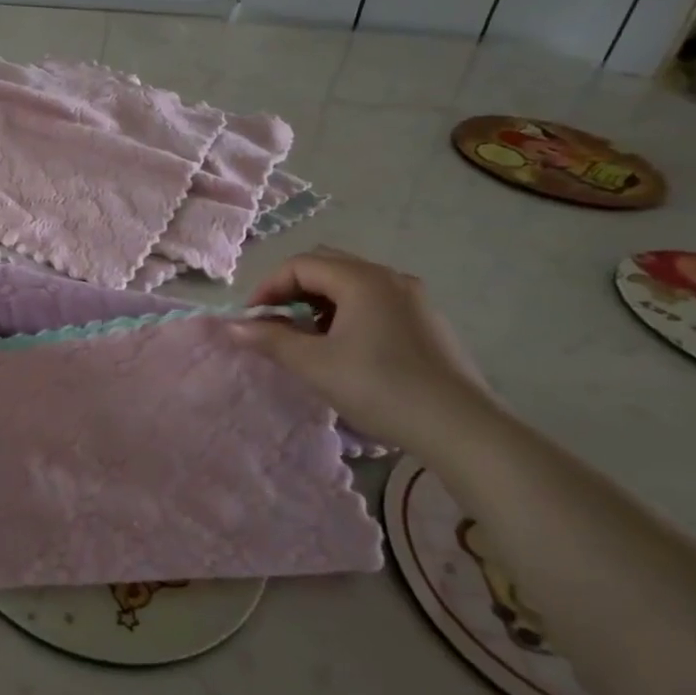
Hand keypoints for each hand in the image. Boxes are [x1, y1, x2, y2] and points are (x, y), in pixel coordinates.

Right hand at [232, 247, 499, 451]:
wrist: (462, 429)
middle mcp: (389, 277)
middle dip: (292, 291)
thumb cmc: (381, 388)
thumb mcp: (315, 365)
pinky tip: (345, 349)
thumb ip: (270, 340)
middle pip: (326, 267)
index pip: (300, 265)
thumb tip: (233, 327)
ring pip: (351, 285)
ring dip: (319, 303)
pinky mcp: (426, 322)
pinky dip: (347, 314)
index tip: (253, 320)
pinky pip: (374, 302)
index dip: (268, 288)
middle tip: (276, 323)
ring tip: (307, 339)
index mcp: (361, 279)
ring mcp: (413, 299)